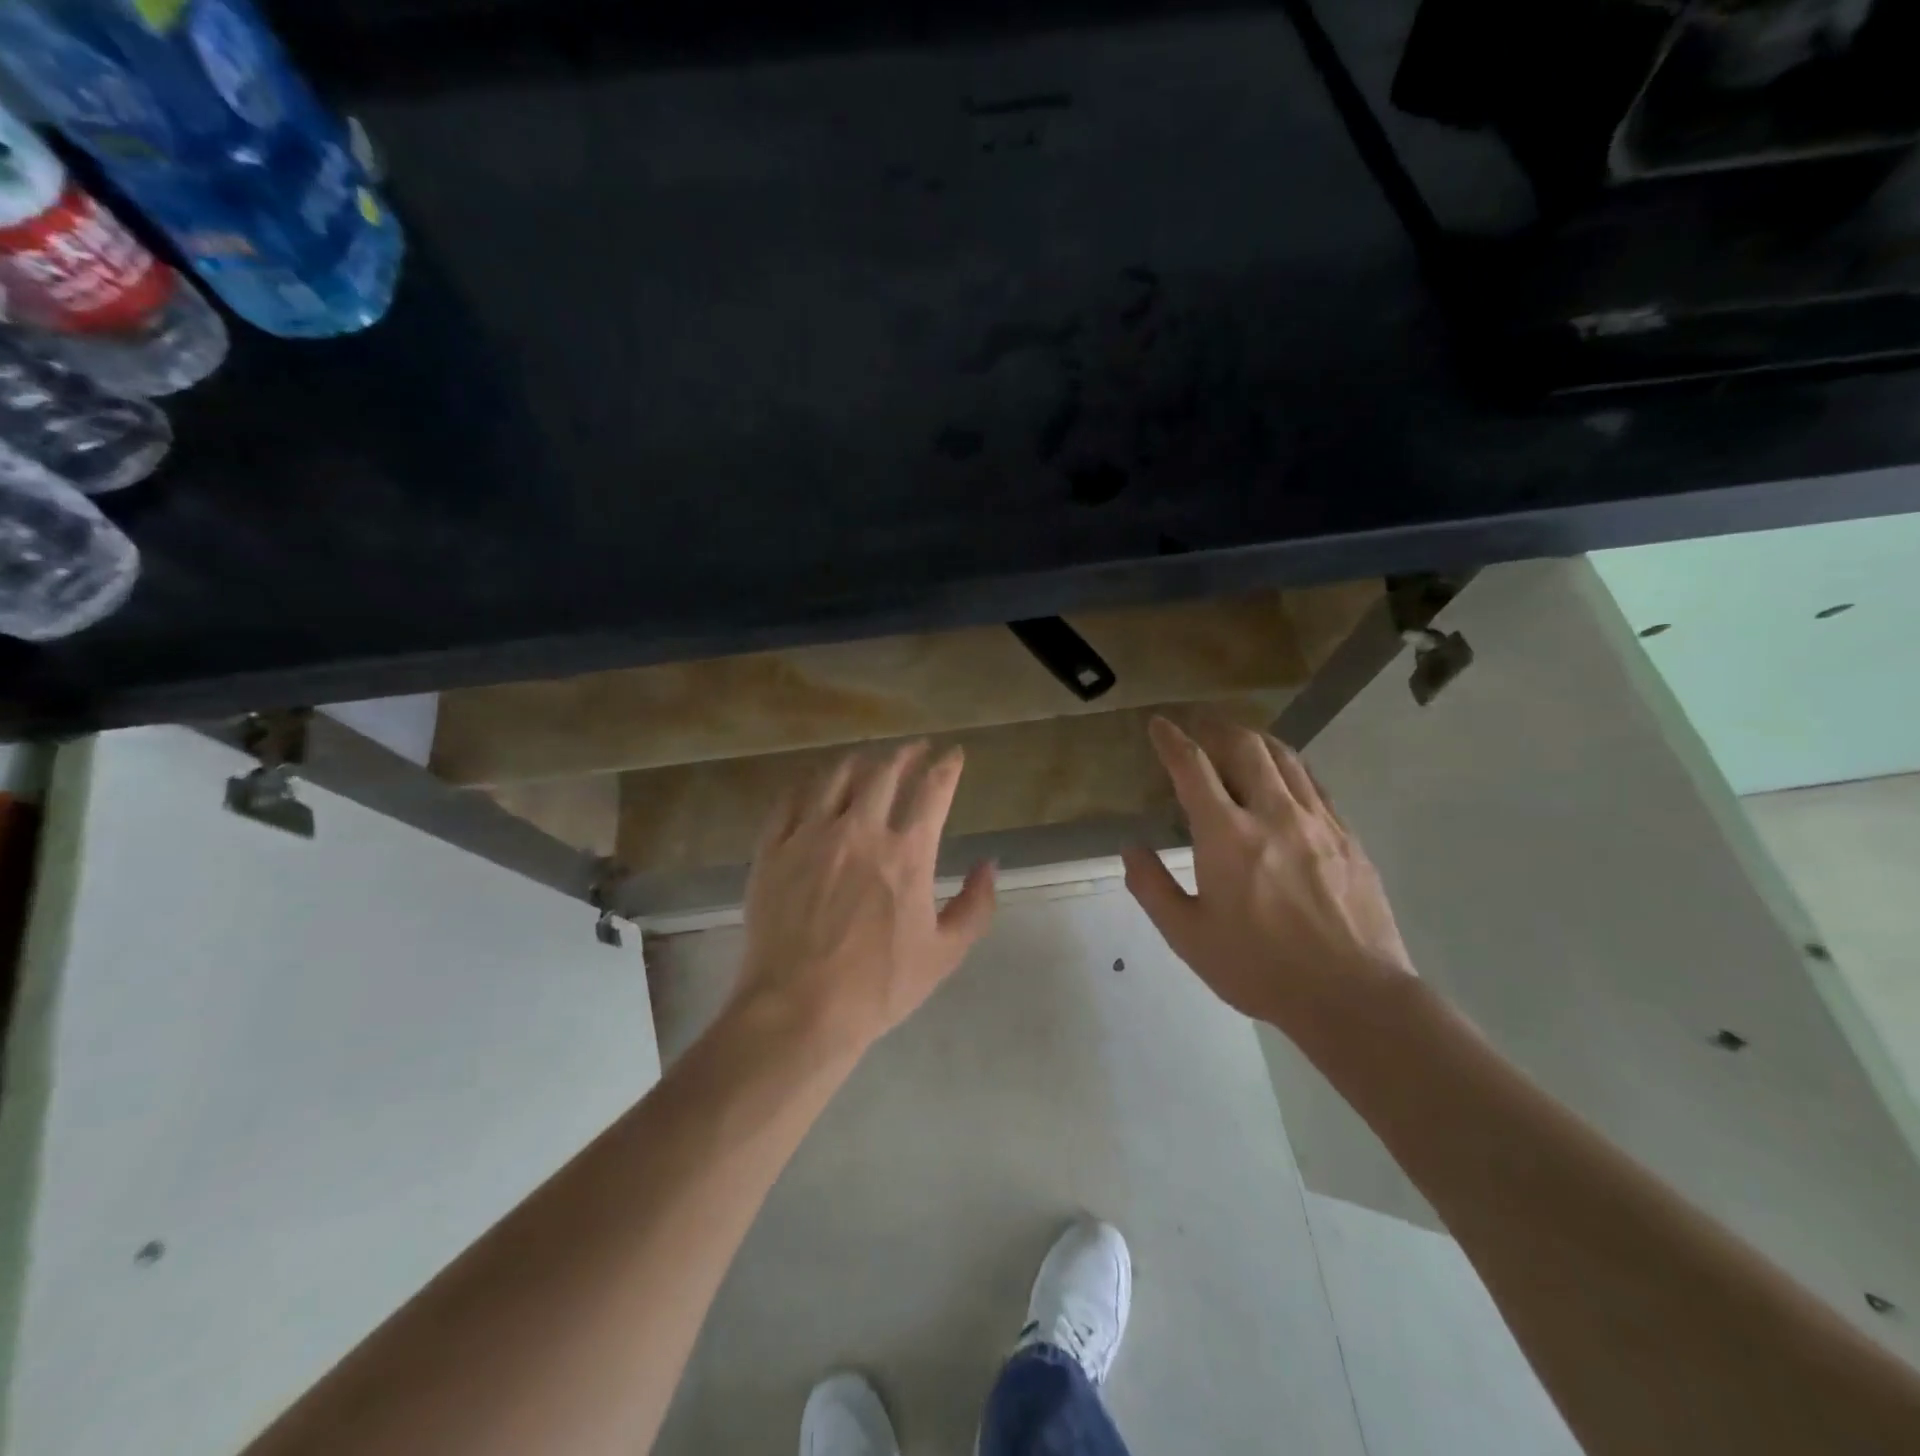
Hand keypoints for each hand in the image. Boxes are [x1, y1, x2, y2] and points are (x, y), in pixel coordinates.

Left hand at [737, 741, 996, 1057]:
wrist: (798, 1010)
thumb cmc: (878, 987)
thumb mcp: (944, 954)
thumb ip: (975, 906)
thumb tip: (989, 865)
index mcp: (906, 854)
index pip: (933, 790)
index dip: (948, 765)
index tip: (954, 754)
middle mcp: (860, 831)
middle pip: (885, 771)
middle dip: (906, 753)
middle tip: (915, 749)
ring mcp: (810, 836)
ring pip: (836, 776)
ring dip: (859, 761)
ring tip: (869, 759)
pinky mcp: (773, 849)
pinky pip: (790, 799)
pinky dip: (809, 784)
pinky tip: (815, 784)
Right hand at [1122, 715, 1413, 1034]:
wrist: (1353, 995)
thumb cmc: (1260, 968)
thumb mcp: (1188, 936)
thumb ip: (1153, 887)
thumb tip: (1131, 848)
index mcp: (1227, 835)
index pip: (1192, 768)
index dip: (1171, 740)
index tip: (1159, 724)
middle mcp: (1273, 814)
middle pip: (1245, 747)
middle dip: (1217, 728)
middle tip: (1200, 726)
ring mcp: (1317, 822)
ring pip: (1285, 758)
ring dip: (1255, 740)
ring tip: (1239, 740)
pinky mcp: (1347, 837)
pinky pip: (1314, 784)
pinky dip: (1290, 768)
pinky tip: (1285, 779)